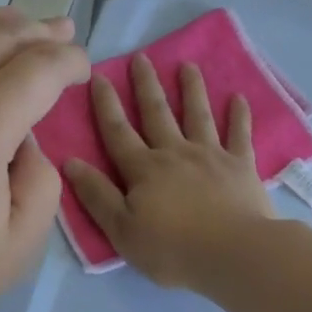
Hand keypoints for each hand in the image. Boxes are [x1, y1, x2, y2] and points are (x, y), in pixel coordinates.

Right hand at [64, 56, 275, 289]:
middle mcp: (175, 153)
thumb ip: (96, 195)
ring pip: (197, 115)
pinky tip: (239, 97)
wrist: (234, 254)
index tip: (99, 76)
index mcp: (143, 169)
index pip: (118, 131)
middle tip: (142, 57)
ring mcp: (211, 156)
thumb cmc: (172, 248)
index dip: (106, 105)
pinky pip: (240, 134)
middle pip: (157, 113)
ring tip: (188, 65)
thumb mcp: (121, 230)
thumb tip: (70, 162)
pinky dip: (239, 115)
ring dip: (192, 89)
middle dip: (147, 85)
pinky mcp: (242, 166)